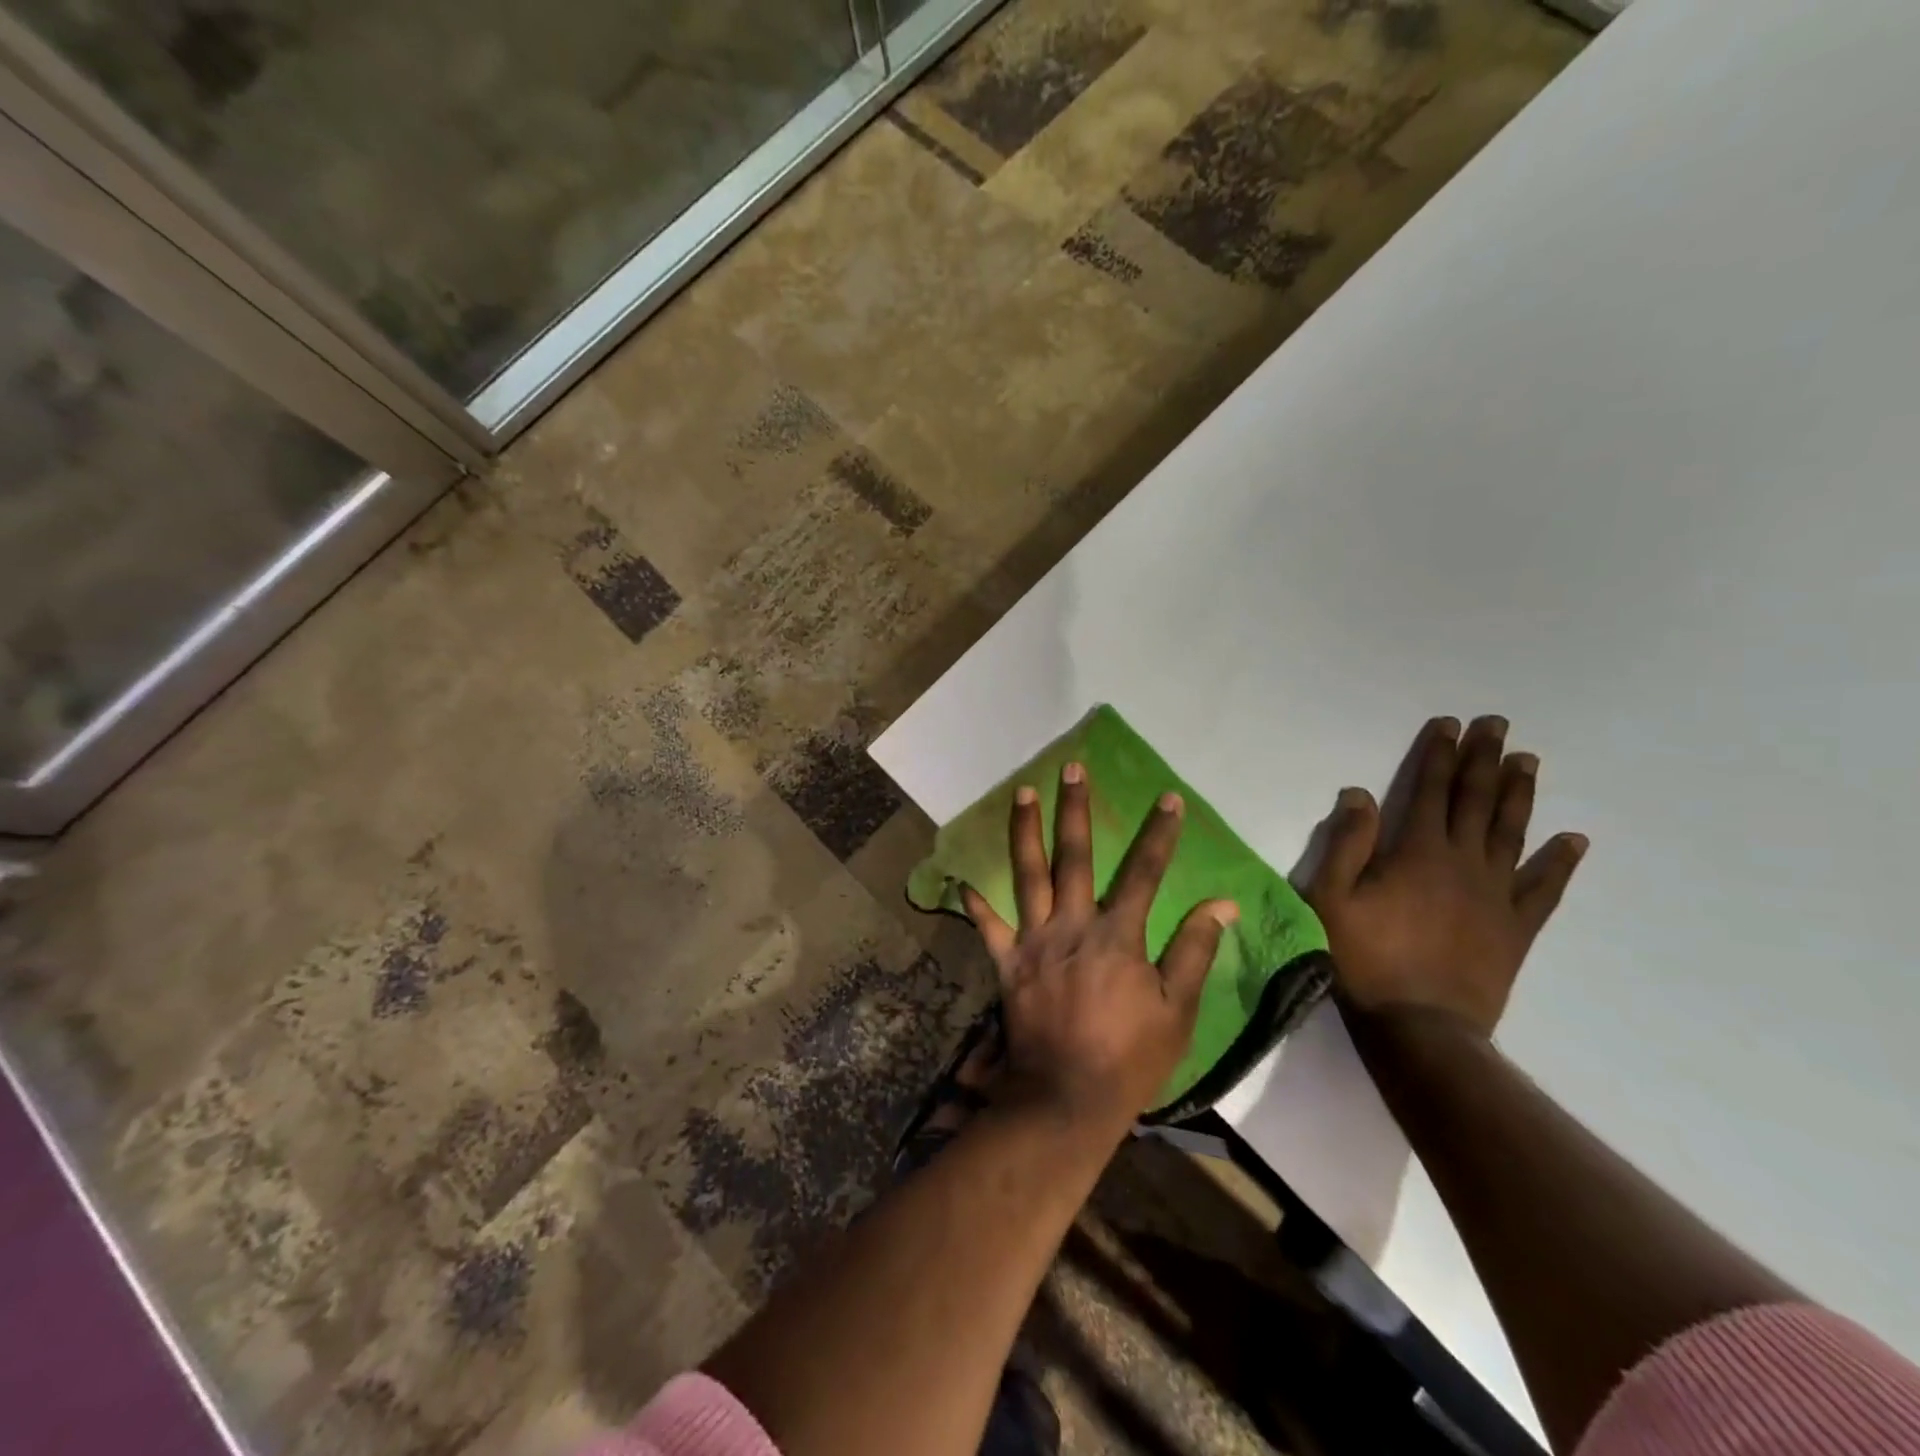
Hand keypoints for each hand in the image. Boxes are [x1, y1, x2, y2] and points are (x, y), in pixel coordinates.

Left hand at [962, 763, 1238, 1133]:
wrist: (1067, 1099)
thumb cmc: (1130, 1058)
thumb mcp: (1178, 1010)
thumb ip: (1195, 951)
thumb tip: (1221, 904)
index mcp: (1118, 935)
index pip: (1144, 873)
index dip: (1159, 835)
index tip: (1168, 799)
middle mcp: (1072, 926)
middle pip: (1074, 857)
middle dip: (1074, 810)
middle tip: (1070, 769)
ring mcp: (1035, 942)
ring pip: (1028, 876)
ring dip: (1024, 832)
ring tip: (1020, 793)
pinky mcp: (1008, 964)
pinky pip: (989, 929)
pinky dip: (976, 906)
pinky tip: (963, 882)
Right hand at [1305, 715, 1586, 1039]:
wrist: (1419, 1025)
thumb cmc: (1363, 958)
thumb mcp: (1331, 898)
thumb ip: (1346, 844)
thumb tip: (1361, 794)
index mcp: (1416, 852)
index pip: (1430, 790)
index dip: (1439, 755)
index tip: (1450, 725)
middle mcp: (1462, 862)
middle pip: (1476, 801)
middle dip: (1484, 759)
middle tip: (1497, 725)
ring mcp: (1496, 894)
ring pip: (1512, 832)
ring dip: (1518, 794)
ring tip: (1528, 761)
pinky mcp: (1516, 927)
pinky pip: (1544, 888)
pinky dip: (1560, 862)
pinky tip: (1573, 840)